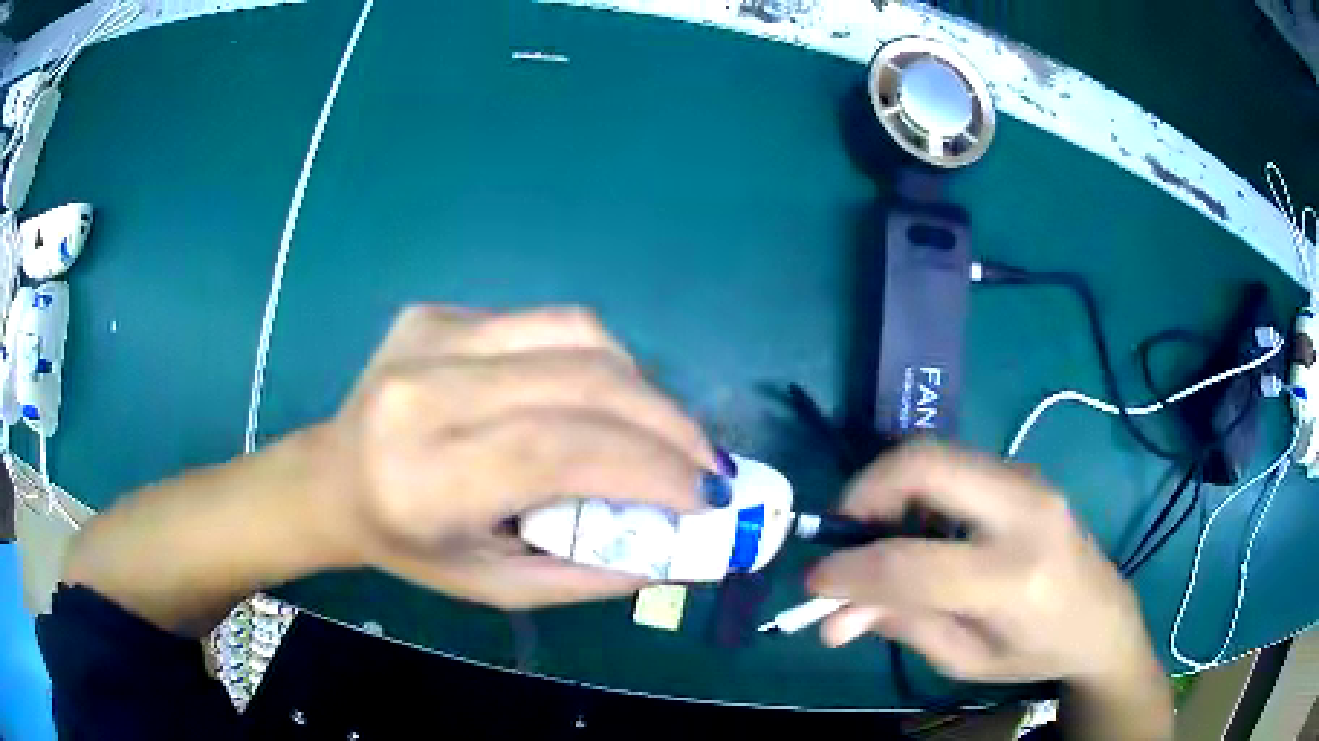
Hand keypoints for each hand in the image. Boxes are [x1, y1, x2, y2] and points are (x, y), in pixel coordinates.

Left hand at [303, 305, 716, 608]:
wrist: (332, 477)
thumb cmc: (409, 546)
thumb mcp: (496, 587)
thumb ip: (589, 572)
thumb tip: (678, 545)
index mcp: (425, 478)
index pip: (558, 450)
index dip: (649, 466)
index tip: (707, 494)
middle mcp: (423, 392)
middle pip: (580, 380)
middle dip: (666, 421)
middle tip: (707, 461)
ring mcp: (429, 337)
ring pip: (576, 333)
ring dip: (639, 383)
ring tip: (661, 430)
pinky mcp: (437, 312)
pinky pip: (545, 322)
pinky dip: (596, 360)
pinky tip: (600, 397)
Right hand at [808, 443, 1156, 686]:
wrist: (1103, 616)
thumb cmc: (1036, 651)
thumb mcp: (965, 659)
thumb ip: (902, 626)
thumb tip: (832, 617)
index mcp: (1013, 579)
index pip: (912, 563)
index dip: (850, 570)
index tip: (814, 582)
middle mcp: (1025, 511)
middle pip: (926, 464)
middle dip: (867, 490)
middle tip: (844, 531)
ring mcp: (1029, 480)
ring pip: (938, 453)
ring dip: (891, 487)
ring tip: (879, 537)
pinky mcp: (1024, 471)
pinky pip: (955, 463)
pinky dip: (919, 487)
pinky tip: (919, 528)